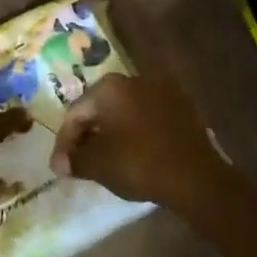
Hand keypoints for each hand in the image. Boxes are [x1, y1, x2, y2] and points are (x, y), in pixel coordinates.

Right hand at [49, 74, 232, 209]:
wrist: (196, 177)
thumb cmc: (139, 165)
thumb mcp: (98, 165)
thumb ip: (74, 160)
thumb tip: (61, 163)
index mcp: (109, 87)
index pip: (76, 113)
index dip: (65, 142)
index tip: (62, 166)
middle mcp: (134, 79)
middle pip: (100, 107)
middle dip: (88, 134)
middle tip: (81, 161)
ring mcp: (162, 90)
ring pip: (125, 111)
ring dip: (113, 132)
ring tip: (107, 158)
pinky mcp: (183, 106)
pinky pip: (148, 116)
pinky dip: (137, 132)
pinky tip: (135, 152)